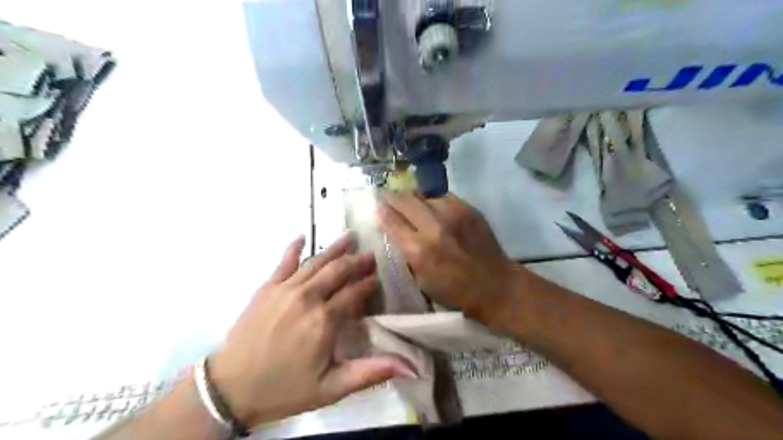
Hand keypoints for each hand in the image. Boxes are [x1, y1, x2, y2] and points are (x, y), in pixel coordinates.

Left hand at [212, 236, 411, 428]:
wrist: (230, 389)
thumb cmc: (284, 389)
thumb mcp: (331, 389)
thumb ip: (370, 373)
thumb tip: (408, 366)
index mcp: (325, 320)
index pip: (354, 292)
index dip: (368, 283)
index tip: (377, 277)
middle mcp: (308, 297)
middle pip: (338, 271)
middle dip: (356, 261)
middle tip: (369, 254)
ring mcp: (285, 289)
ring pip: (316, 262)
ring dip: (334, 249)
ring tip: (349, 237)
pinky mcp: (266, 288)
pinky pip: (283, 262)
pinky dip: (294, 248)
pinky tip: (302, 237)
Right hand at [380, 192, 517, 318]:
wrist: (495, 285)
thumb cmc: (454, 290)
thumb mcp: (421, 278)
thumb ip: (406, 252)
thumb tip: (396, 231)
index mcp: (418, 250)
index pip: (392, 221)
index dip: (382, 212)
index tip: (377, 206)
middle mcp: (433, 227)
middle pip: (405, 200)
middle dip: (392, 196)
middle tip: (387, 194)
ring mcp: (453, 214)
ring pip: (424, 195)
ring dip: (414, 197)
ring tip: (410, 200)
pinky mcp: (468, 209)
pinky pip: (444, 196)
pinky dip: (434, 200)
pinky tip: (433, 205)